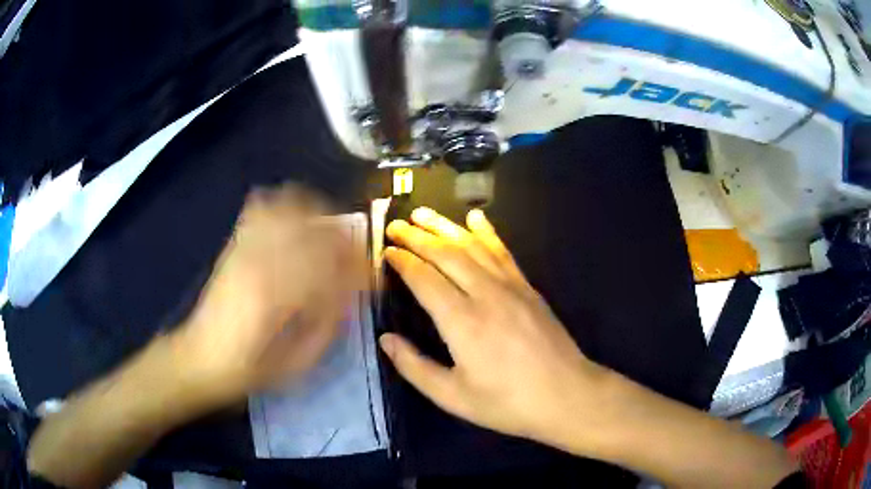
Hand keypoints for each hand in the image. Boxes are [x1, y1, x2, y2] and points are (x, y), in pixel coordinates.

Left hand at [172, 185, 361, 403]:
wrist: (200, 357)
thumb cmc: (250, 368)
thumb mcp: (297, 363)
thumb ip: (327, 328)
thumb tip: (347, 298)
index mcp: (280, 295)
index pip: (333, 264)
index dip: (359, 268)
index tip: (371, 279)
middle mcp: (263, 261)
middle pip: (316, 227)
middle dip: (343, 239)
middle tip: (353, 258)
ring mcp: (245, 249)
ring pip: (289, 206)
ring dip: (315, 215)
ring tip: (326, 234)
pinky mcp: (234, 246)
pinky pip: (259, 210)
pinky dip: (280, 204)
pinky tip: (291, 217)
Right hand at [380, 208, 608, 446]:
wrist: (566, 395)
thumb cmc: (507, 402)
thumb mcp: (453, 397)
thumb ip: (415, 367)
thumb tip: (386, 339)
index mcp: (462, 322)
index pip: (424, 278)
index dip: (402, 261)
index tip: (386, 250)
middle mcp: (485, 294)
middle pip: (446, 254)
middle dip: (417, 236)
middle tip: (395, 225)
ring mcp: (510, 286)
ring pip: (472, 246)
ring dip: (445, 227)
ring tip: (423, 213)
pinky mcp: (528, 287)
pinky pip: (503, 251)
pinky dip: (486, 232)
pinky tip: (476, 217)